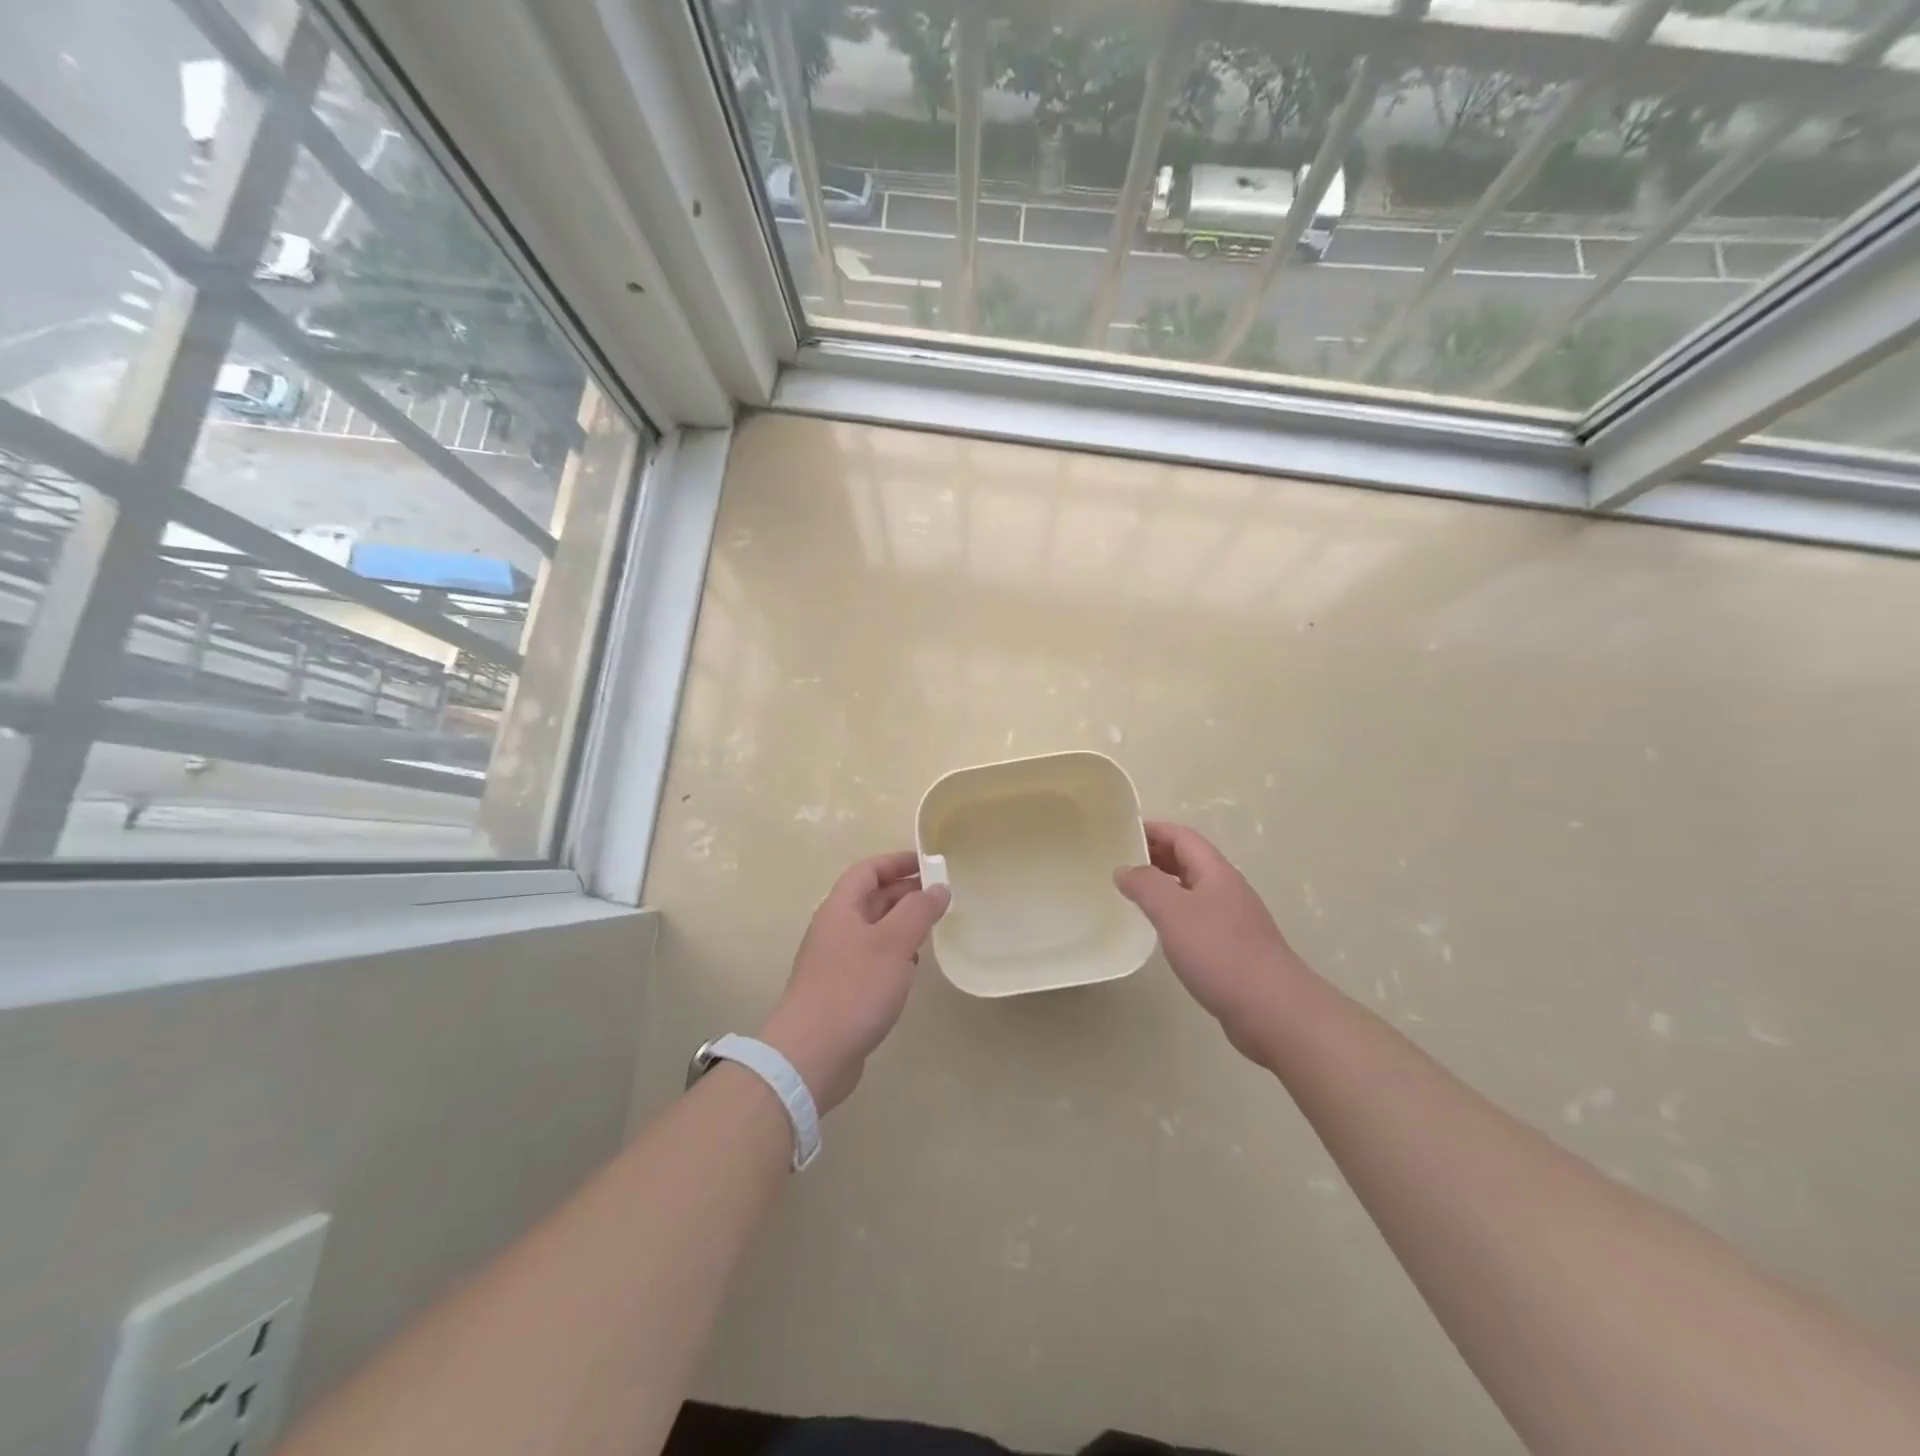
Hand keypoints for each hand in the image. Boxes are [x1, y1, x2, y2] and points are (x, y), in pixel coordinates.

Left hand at [759, 850, 949, 1112]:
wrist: (811, 1054)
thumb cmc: (854, 989)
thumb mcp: (894, 943)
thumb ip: (919, 911)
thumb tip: (939, 887)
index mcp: (841, 908)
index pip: (868, 870)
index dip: (898, 861)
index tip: (931, 863)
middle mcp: (835, 928)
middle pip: (871, 897)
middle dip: (905, 892)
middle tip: (941, 896)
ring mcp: (835, 960)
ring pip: (873, 929)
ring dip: (902, 923)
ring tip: (933, 927)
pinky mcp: (841, 990)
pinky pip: (871, 958)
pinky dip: (894, 953)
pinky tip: (912, 967)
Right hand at [1115, 821, 1315, 1061]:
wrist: (1273, 1010)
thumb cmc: (1220, 952)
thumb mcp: (1173, 911)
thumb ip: (1145, 885)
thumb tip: (1124, 869)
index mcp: (1216, 872)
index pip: (1182, 837)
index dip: (1153, 830)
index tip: (1121, 833)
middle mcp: (1227, 890)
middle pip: (1189, 860)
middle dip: (1156, 855)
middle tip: (1120, 862)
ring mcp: (1233, 920)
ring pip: (1193, 890)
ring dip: (1164, 885)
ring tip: (1133, 894)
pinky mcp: (1234, 949)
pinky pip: (1198, 918)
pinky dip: (1175, 914)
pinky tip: (1161, 932)